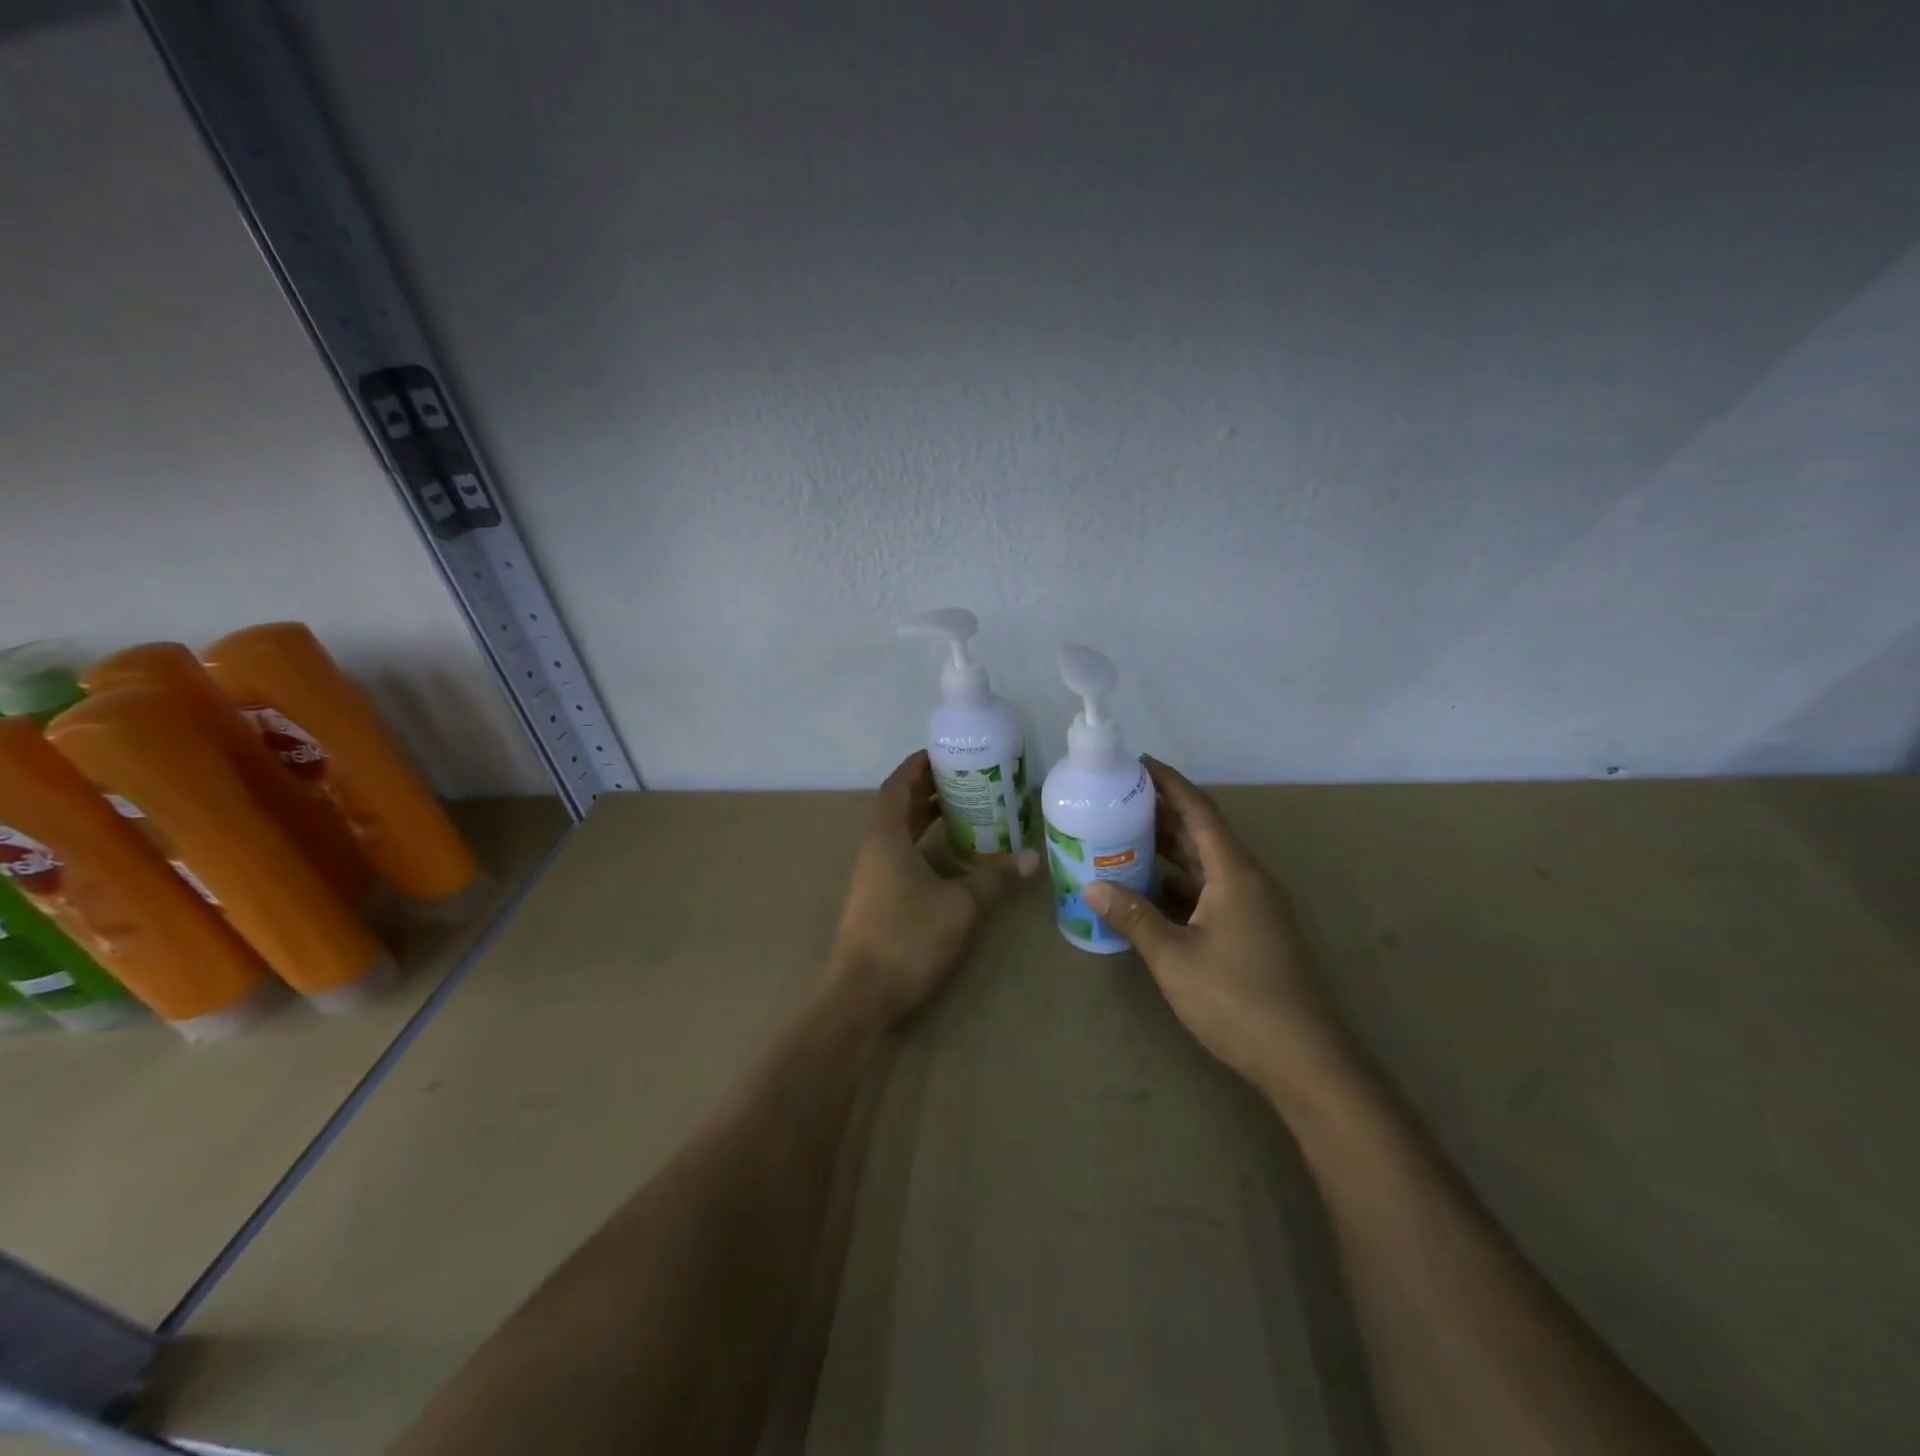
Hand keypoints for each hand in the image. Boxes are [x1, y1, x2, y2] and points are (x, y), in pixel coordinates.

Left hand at [830, 750, 1038, 1024]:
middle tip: (965, 779)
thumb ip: (995, 879)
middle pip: (897, 805)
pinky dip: (922, 843)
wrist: (862, 995)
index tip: (944, 753)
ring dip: (924, 816)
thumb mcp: (960, 906)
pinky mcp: (877, 898)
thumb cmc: (907, 938)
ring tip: (963, 809)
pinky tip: (949, 855)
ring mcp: (872, 875)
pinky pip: (899, 854)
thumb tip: (1033, 858)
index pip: (896, 786)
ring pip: (897, 832)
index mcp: (885, 837)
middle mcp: (874, 849)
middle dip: (927, 788)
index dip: (917, 766)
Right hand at [1083, 758, 1351, 1102]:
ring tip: (1123, 835)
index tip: (1139, 763)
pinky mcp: (1251, 931)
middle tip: (1118, 798)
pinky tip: (1146, 888)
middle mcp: (1247, 880)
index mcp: (1235, 873)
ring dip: (1169, 849)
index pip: (1200, 811)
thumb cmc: (1237, 999)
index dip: (1170, 783)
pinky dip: (1178, 882)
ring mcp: (1252, 907)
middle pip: (1202, 833)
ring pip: (1205, 864)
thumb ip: (1133, 917)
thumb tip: (1091, 887)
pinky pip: (1209, 890)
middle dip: (1162, 812)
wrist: (1303, 1060)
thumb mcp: (1175, 957)